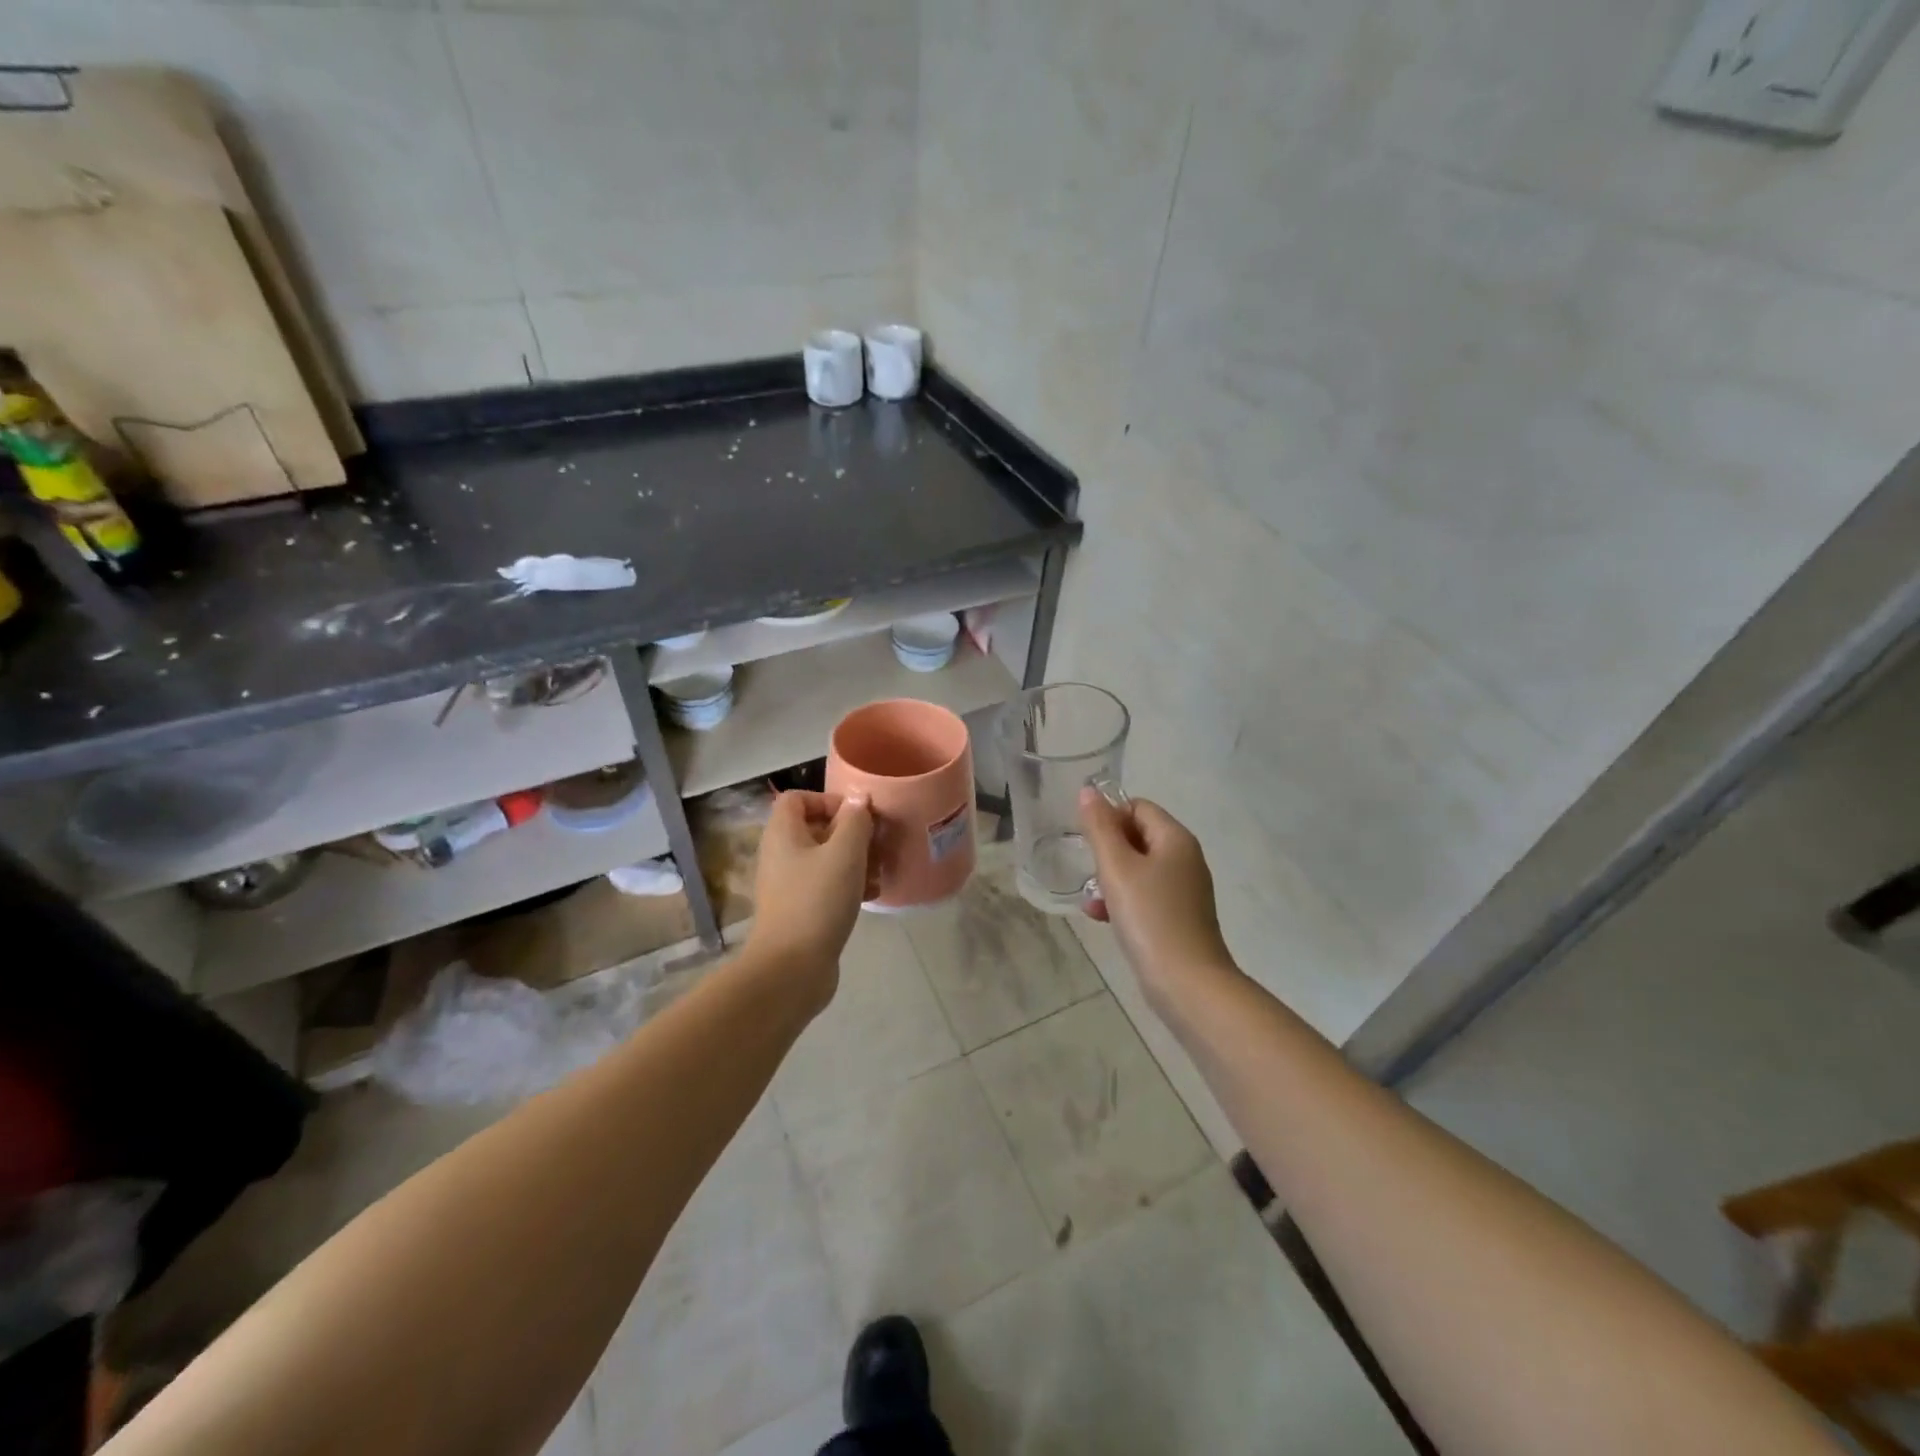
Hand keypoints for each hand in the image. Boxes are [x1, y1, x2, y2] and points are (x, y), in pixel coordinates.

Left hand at [746, 790, 875, 1010]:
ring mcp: (788, 885)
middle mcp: (780, 854)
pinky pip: (825, 886)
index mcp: (783, 833)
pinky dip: (848, 885)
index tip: (857, 817)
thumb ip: (855, 820)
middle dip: (850, 834)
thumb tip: (858, 797)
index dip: (828, 800)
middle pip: (816, 828)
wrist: (791, 968)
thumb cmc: (817, 900)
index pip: (797, 798)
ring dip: (854, 861)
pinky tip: (871, 896)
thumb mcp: (845, 853)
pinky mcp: (799, 911)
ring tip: (879, 872)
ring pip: (825, 859)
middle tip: (876, 845)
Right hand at [1080, 789, 1235, 1003]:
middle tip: (1088, 872)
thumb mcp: (1117, 868)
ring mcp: (1185, 890)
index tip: (1087, 842)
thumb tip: (1088, 791)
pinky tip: (1103, 919)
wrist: (1187, 984)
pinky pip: (1146, 896)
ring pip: (1138, 869)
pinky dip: (1124, 901)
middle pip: (1138, 837)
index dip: (1109, 817)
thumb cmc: (1150, 918)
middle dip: (1107, 852)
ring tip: (1091, 901)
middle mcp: (1185, 859)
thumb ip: (1100, 828)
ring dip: (1111, 879)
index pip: (1138, 807)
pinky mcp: (1179, 917)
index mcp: (1176, 839)